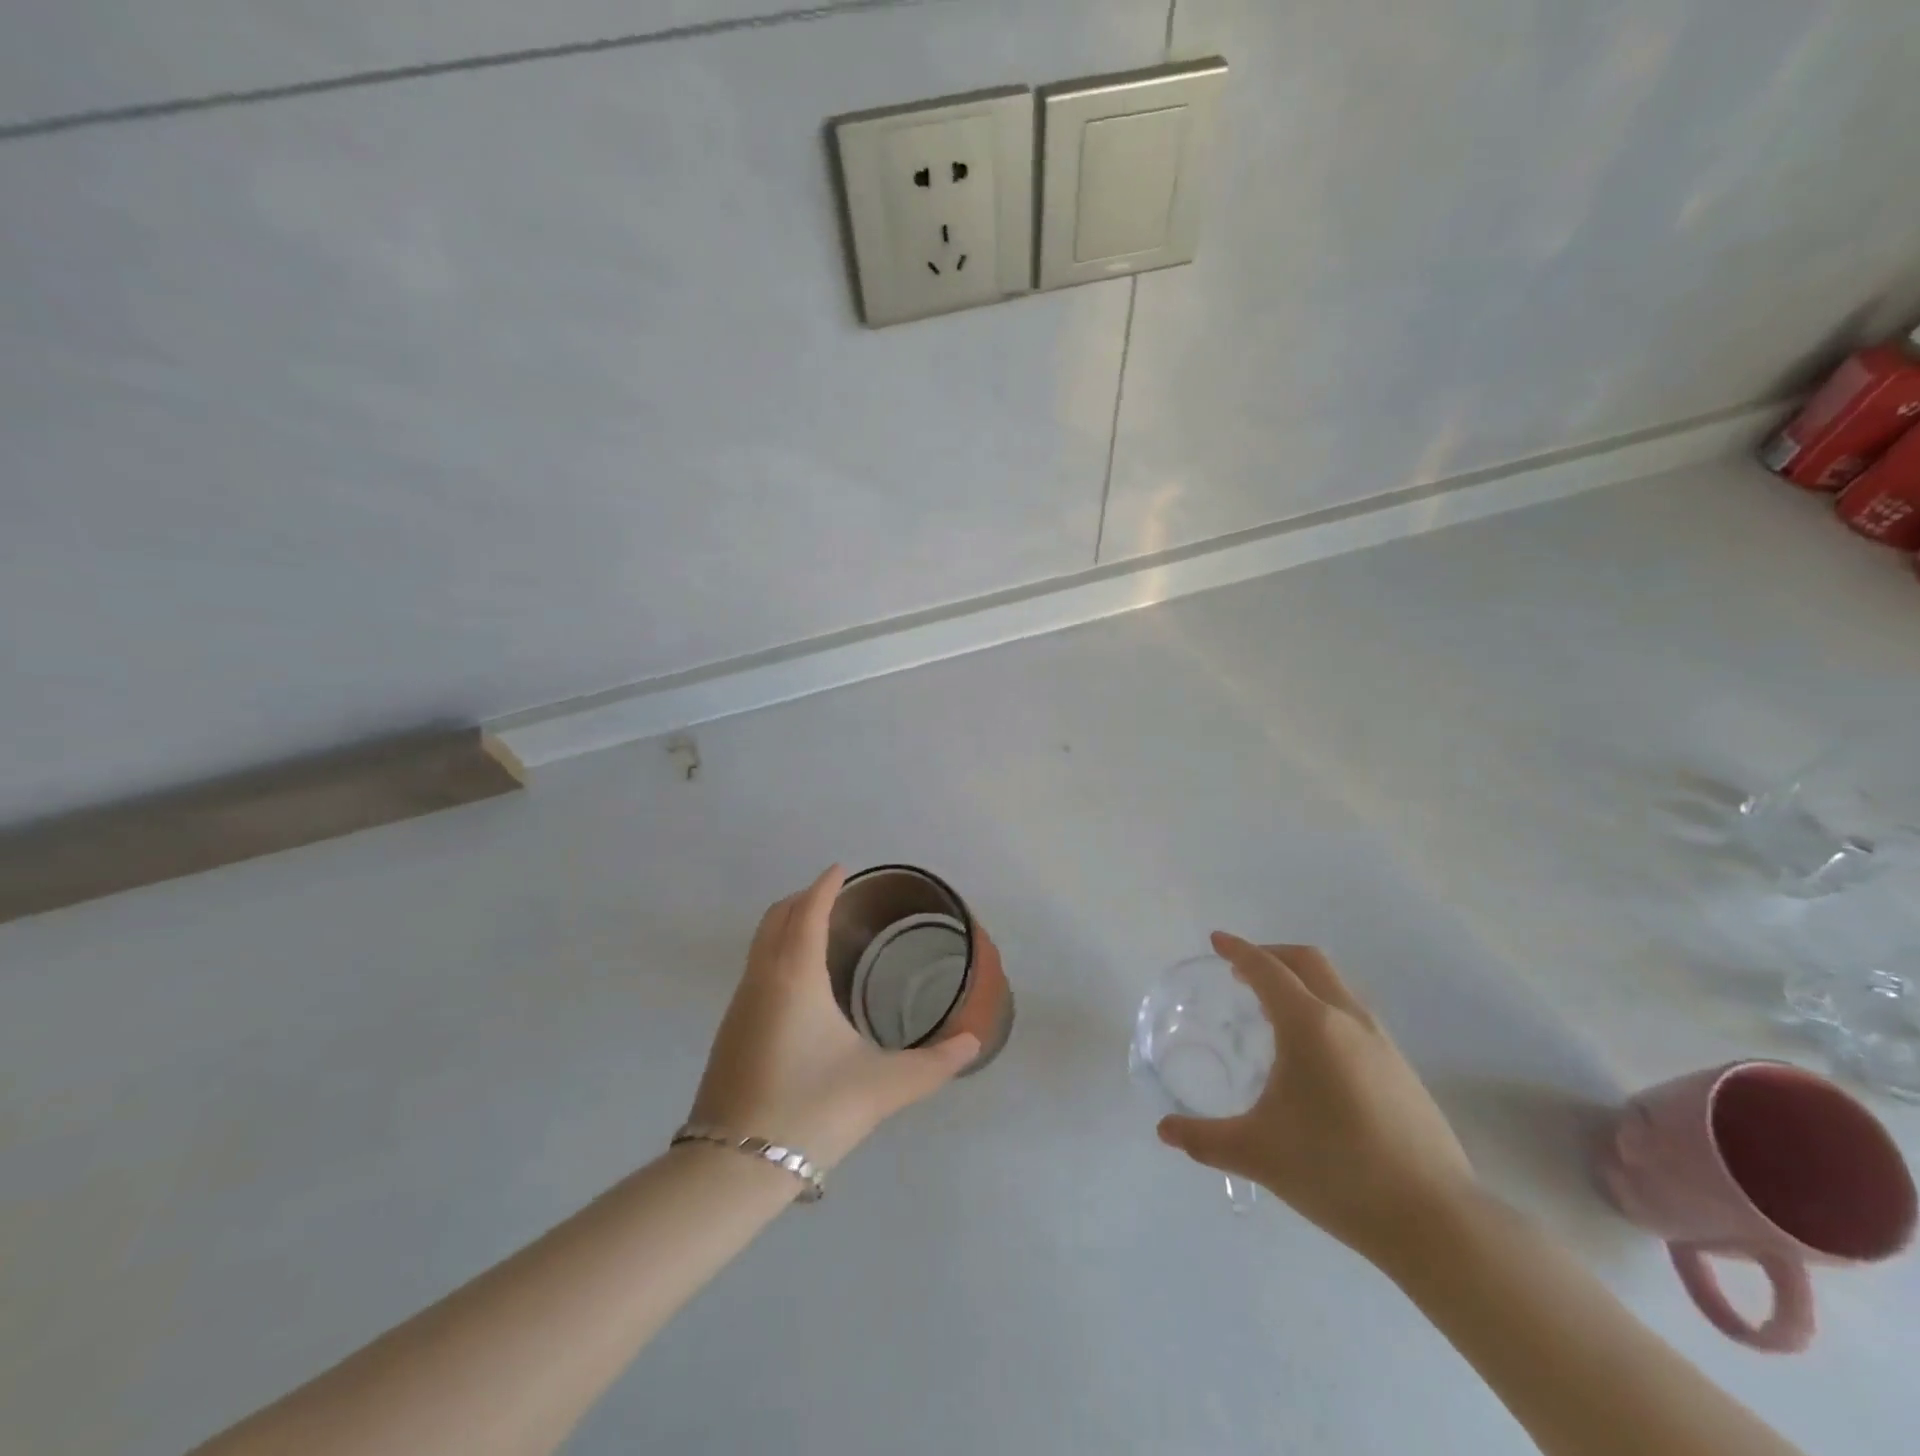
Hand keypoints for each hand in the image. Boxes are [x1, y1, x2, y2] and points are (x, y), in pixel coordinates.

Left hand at [689, 866, 978, 1169]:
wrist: (733, 1168)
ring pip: (761, 944)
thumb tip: (973, 1043)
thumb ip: (934, 1064)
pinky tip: (800, 987)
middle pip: (776, 917)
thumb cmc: (812, 1109)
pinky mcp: (729, 1032)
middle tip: (837, 898)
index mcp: (795, 975)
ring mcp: (739, 1005)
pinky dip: (777, 954)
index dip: (825, 885)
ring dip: (787, 925)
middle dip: (804, 898)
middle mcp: (761, 978)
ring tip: (822, 935)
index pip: (808, 909)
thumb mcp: (883, 1086)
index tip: (843, 869)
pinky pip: (755, 970)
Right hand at [1157, 933, 1477, 1262]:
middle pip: (1308, 961)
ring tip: (1274, 1010)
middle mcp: (1347, 1020)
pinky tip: (1314, 1053)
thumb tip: (1164, 1132)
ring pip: (1337, 986)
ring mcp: (1382, 1043)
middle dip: (1272, 955)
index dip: (1238, 950)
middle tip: (1241, 971)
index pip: (1267, 969)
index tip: (1217, 941)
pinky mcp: (1402, 1070)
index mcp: (1309, 1026)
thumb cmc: (1336, 1172)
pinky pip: (1354, 1015)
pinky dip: (1325, 1008)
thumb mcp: (1257, 1153)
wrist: (1437, 1221)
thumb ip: (1204, 1139)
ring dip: (1302, 981)